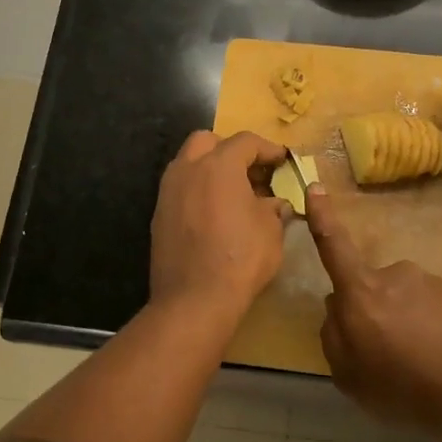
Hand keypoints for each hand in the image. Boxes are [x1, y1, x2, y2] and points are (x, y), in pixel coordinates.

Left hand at [149, 130, 291, 326]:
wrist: (194, 300)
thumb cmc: (240, 259)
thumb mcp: (271, 231)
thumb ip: (274, 208)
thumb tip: (275, 203)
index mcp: (219, 165)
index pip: (246, 142)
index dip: (268, 148)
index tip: (282, 161)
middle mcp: (188, 169)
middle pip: (208, 142)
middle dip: (231, 150)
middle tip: (251, 171)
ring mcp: (168, 192)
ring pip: (188, 163)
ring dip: (211, 169)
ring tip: (233, 193)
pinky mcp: (159, 215)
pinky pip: (180, 189)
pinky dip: (198, 191)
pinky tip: (214, 214)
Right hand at [305, 184, 441, 432]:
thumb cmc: (405, 387)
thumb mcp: (350, 377)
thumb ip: (333, 337)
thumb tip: (336, 309)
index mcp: (362, 292)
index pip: (334, 247)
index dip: (322, 217)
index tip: (314, 186)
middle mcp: (395, 275)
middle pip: (371, 288)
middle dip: (374, 311)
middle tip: (386, 354)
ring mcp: (430, 282)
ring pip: (404, 299)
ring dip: (405, 322)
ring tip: (420, 363)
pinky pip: (433, 308)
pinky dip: (432, 328)